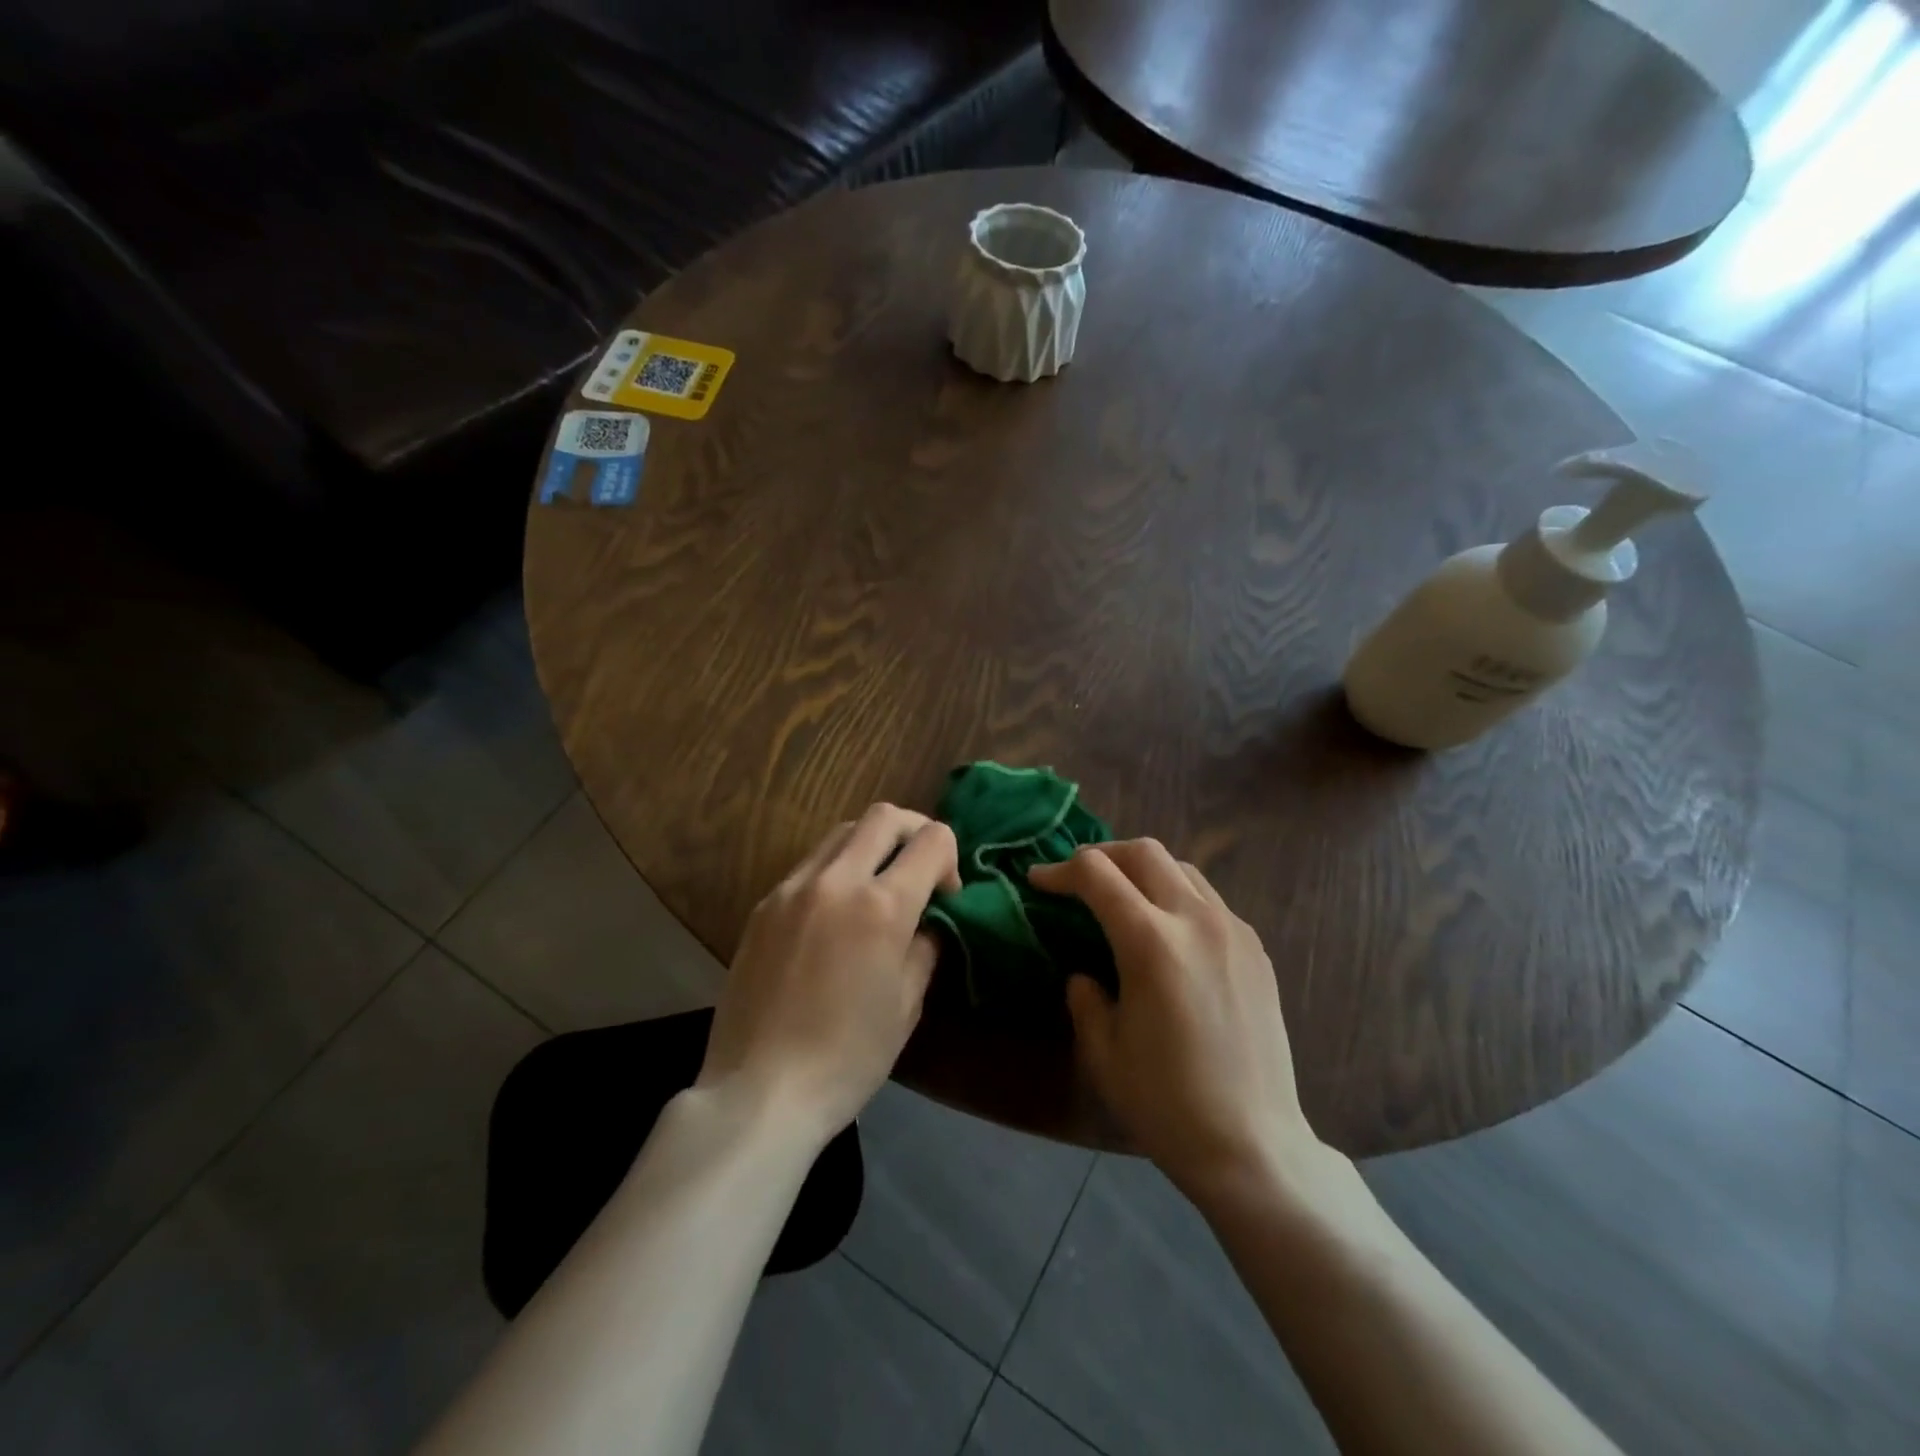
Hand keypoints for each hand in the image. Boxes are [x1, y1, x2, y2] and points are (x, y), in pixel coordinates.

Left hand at [697, 803, 959, 1142]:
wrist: (759, 1091)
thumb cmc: (847, 1058)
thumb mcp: (906, 1006)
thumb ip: (924, 947)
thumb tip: (927, 921)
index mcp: (881, 906)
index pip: (932, 839)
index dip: (951, 858)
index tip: (946, 895)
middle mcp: (836, 881)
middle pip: (884, 816)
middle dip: (914, 831)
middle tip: (920, 869)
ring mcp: (792, 888)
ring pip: (842, 832)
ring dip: (872, 845)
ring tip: (876, 888)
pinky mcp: (763, 905)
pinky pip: (810, 865)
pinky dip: (836, 870)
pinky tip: (835, 914)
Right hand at [1029, 840, 1315, 1193]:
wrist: (1254, 1147)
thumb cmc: (1167, 1104)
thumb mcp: (1102, 1051)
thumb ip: (1084, 997)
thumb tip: (1085, 973)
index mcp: (1151, 942)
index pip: (1097, 874)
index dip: (1060, 871)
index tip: (1038, 881)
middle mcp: (1196, 920)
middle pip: (1144, 852)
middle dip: (1102, 854)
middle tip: (1077, 879)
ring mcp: (1234, 931)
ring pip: (1182, 868)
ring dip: (1143, 870)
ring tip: (1122, 898)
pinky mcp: (1257, 950)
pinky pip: (1210, 899)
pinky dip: (1178, 895)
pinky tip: (1168, 932)